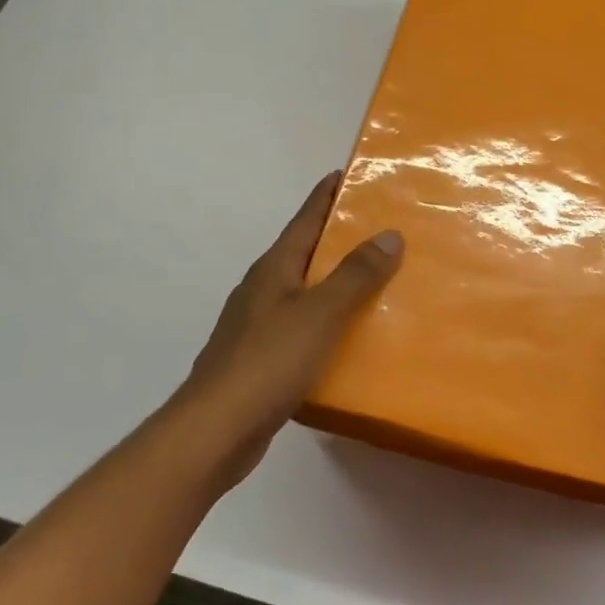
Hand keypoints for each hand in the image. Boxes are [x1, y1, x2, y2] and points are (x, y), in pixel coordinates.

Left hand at [172, 171, 402, 493]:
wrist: (215, 431)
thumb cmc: (268, 362)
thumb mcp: (320, 313)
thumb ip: (356, 275)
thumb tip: (390, 234)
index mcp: (274, 269)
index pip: (304, 219)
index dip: (326, 195)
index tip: (348, 173)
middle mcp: (263, 289)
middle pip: (305, 252)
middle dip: (338, 237)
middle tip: (381, 228)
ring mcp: (258, 325)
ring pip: (305, 290)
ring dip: (335, 281)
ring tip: (377, 281)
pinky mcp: (262, 359)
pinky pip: (303, 326)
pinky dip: (328, 320)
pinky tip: (350, 336)